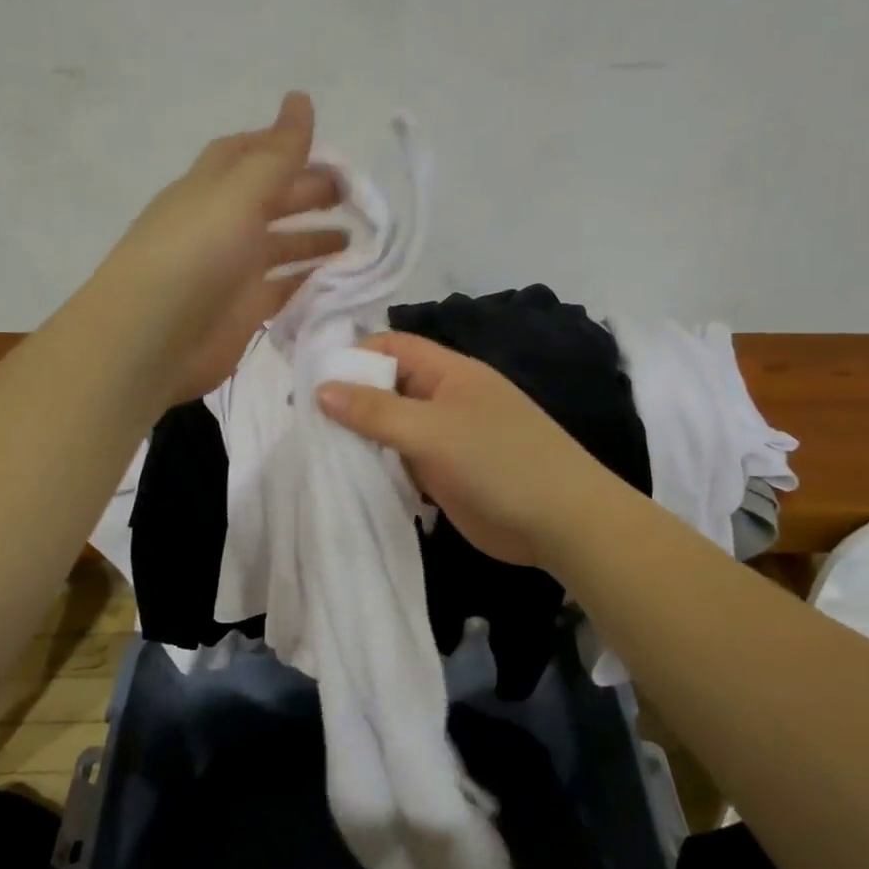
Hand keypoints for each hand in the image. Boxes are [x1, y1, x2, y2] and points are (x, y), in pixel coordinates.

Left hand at [92, 92, 346, 406]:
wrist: (151, 340)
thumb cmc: (194, 254)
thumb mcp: (239, 193)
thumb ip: (278, 153)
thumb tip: (301, 97)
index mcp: (211, 188)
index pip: (246, 154)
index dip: (282, 145)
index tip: (327, 150)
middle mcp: (221, 225)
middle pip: (270, 199)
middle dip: (309, 193)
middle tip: (354, 197)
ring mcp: (232, 271)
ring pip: (280, 246)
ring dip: (314, 239)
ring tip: (355, 240)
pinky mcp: (244, 312)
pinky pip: (283, 289)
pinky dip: (309, 281)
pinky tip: (339, 279)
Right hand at [315, 332, 612, 568]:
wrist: (562, 522)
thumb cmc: (498, 461)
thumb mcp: (431, 430)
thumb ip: (375, 410)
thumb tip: (321, 389)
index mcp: (448, 373)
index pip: (392, 347)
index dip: (354, 357)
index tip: (313, 384)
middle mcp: (445, 399)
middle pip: (388, 388)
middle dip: (351, 402)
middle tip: (306, 425)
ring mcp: (447, 439)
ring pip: (393, 429)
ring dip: (362, 440)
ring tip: (318, 454)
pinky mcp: (446, 475)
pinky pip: (404, 463)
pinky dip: (381, 469)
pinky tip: (351, 481)